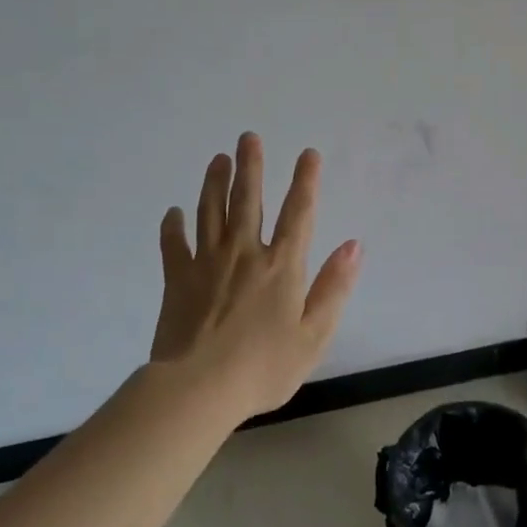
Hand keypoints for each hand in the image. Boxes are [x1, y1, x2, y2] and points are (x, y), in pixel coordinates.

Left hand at [150, 132, 362, 418]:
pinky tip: (173, 212)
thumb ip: (334, 287)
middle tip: (248, 137)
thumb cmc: (264, 367)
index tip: (307, 153)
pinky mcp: (177, 280)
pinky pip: (173, 245)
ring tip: (218, 159)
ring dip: (215, 183)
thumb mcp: (314, 335)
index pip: (298, 213)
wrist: (198, 390)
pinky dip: (173, 226)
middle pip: (247, 200)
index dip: (305, 181)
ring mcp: (207, 263)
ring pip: (210, 212)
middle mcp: (245, 253)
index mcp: (281, 266)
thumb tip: (354, 245)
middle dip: (250, 166)